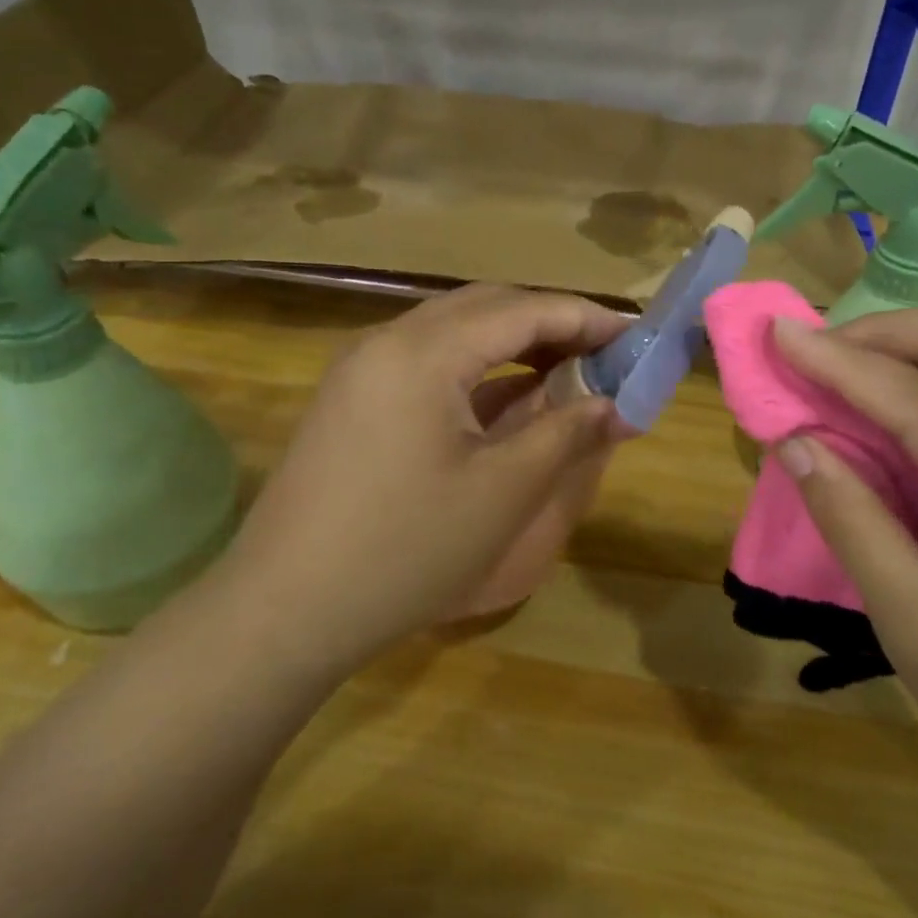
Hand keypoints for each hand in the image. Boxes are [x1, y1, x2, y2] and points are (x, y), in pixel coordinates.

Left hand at [218, 285, 627, 678]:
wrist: (283, 610)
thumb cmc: (405, 550)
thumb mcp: (504, 491)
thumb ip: (567, 433)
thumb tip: (617, 404)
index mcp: (424, 352)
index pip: (523, 310)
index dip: (586, 318)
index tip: (634, 336)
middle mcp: (387, 340)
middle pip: (486, 307)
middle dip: (550, 322)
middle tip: (603, 353)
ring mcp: (361, 367)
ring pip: (454, 330)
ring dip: (512, 342)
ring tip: (564, 370)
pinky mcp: (350, 396)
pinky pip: (427, 359)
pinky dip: (476, 367)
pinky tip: (504, 396)